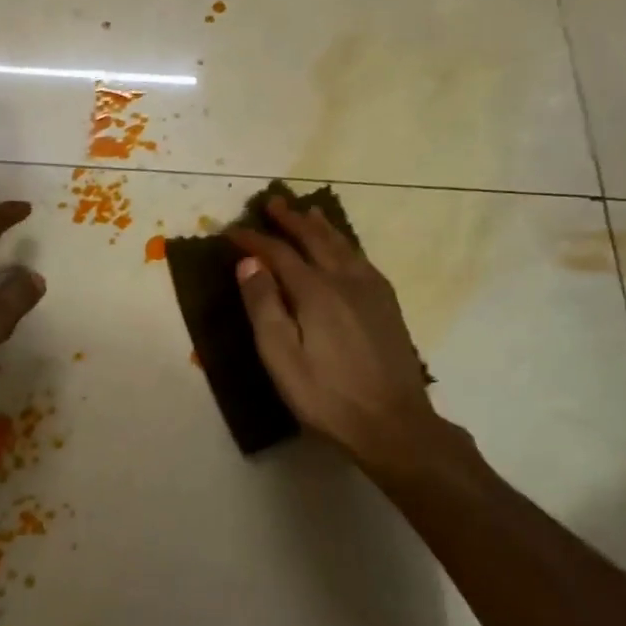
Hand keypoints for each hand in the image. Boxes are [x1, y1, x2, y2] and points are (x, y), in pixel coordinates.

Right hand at [231, 199, 447, 473]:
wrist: (394, 423)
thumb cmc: (327, 396)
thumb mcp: (281, 358)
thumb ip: (263, 307)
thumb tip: (248, 263)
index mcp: (316, 292)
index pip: (278, 253)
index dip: (253, 240)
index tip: (231, 231)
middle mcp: (345, 280)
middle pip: (314, 239)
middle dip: (290, 219)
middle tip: (272, 202)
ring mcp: (372, 290)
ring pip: (342, 245)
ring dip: (320, 226)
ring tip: (307, 212)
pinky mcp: (388, 304)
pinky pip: (361, 259)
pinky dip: (344, 243)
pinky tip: (344, 249)